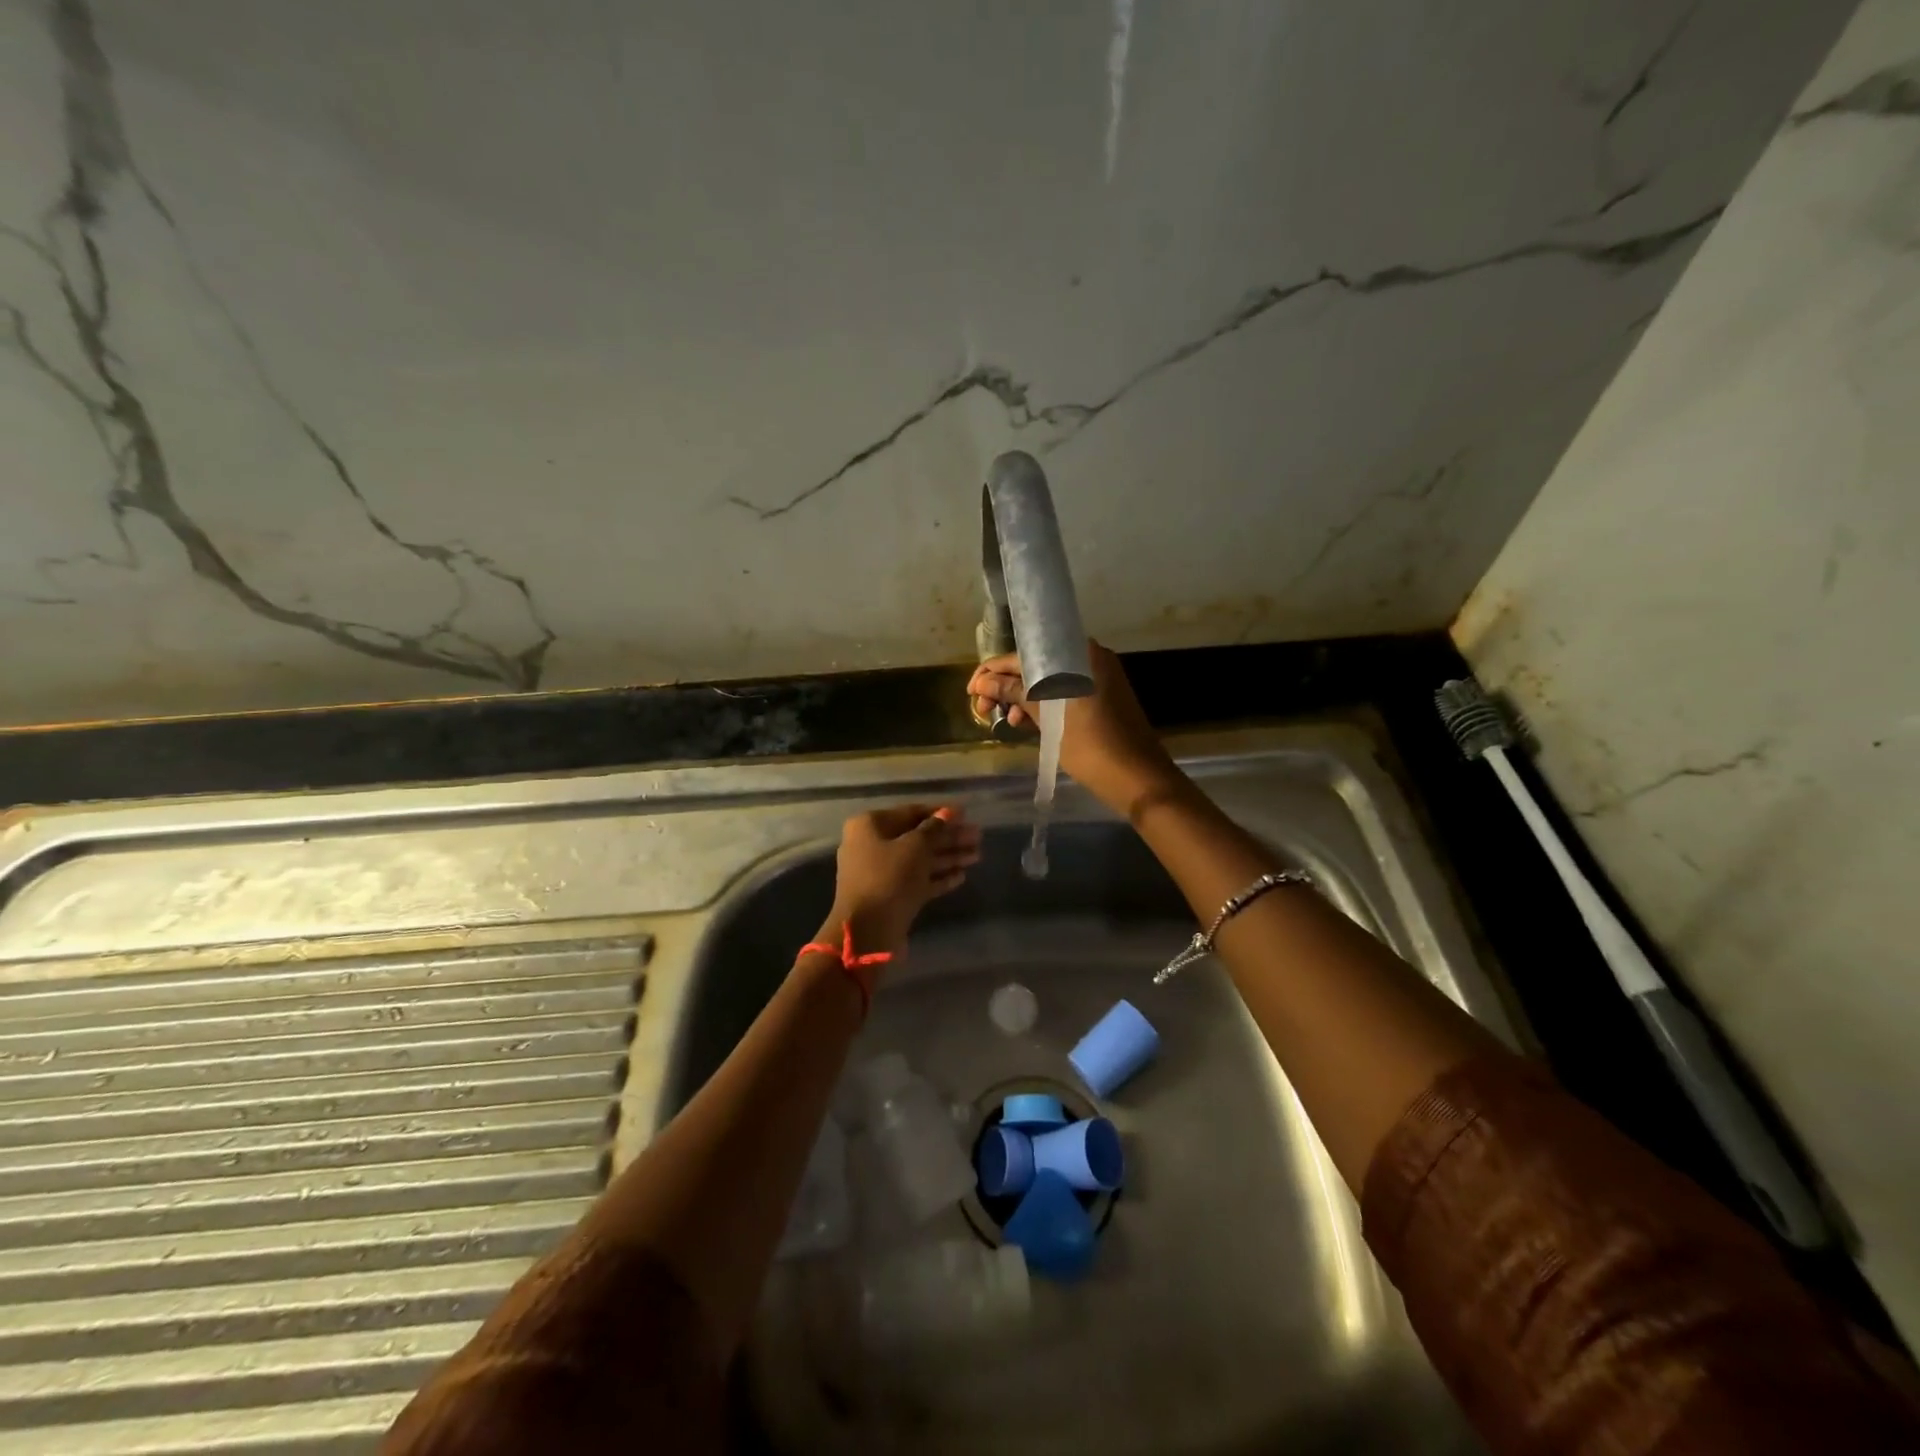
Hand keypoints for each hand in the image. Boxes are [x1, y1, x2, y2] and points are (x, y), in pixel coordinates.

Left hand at [824, 804, 982, 954]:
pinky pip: (917, 880)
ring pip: (919, 860)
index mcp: (870, 826)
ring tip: (977, 855)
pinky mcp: (890, 896)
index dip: (940, 812)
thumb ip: (935, 829)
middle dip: (949, 837)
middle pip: (917, 837)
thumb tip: (949, 813)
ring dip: (948, 856)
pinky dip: (938, 877)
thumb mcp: (915, 847)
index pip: (911, 812)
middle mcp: (871, 845)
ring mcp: (880, 873)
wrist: (867, 932)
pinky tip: (962, 875)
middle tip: (978, 837)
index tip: (966, 813)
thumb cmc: (889, 878)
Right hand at [967, 640, 1183, 817]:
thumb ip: (1016, 694)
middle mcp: (1089, 659)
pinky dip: (1042, 706)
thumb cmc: (1094, 747)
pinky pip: (1062, 693)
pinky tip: (1024, 723)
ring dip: (1022, 697)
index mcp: (1080, 655)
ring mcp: (1097, 679)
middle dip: (1006, 685)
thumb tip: (982, 683)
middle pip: (1036, 665)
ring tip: (1004, 720)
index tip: (972, 692)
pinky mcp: (1100, 698)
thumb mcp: (1050, 719)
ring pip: (1048, 681)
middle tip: (984, 710)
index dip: (993, 671)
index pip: (1025, 653)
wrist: (1140, 780)